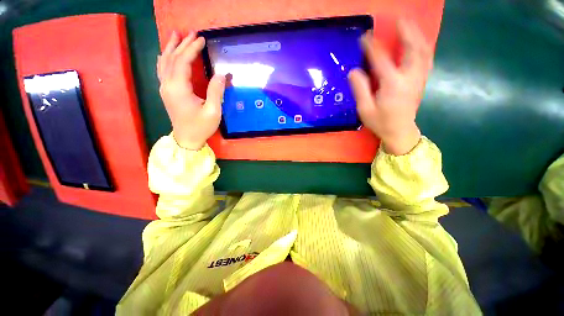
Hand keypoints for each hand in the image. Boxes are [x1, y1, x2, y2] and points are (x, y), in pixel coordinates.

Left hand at [157, 31, 224, 149]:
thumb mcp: (213, 112)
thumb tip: (221, 74)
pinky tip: (166, 53)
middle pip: (172, 58)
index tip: (201, 39)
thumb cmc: (201, 127)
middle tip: (192, 33)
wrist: (187, 139)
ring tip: (176, 35)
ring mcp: (164, 88)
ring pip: (164, 62)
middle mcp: (168, 85)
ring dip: (171, 47)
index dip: (192, 49)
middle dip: (182, 44)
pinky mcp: (166, 92)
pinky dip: (165, 59)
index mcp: (179, 89)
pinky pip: (162, 70)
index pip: (183, 62)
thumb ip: (216, 92)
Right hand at [348, 20, 432, 154]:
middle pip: (412, 49)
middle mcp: (409, 78)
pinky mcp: (421, 81)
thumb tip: (354, 71)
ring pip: (423, 51)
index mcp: (393, 85)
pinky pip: (426, 58)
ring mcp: (418, 78)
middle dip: (407, 32)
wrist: (400, 132)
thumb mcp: (365, 109)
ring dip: (417, 36)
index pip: (382, 60)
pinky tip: (419, 42)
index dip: (373, 47)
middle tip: (400, 19)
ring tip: (410, 25)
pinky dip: (423, 46)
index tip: (365, 36)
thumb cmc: (381, 122)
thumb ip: (360, 90)